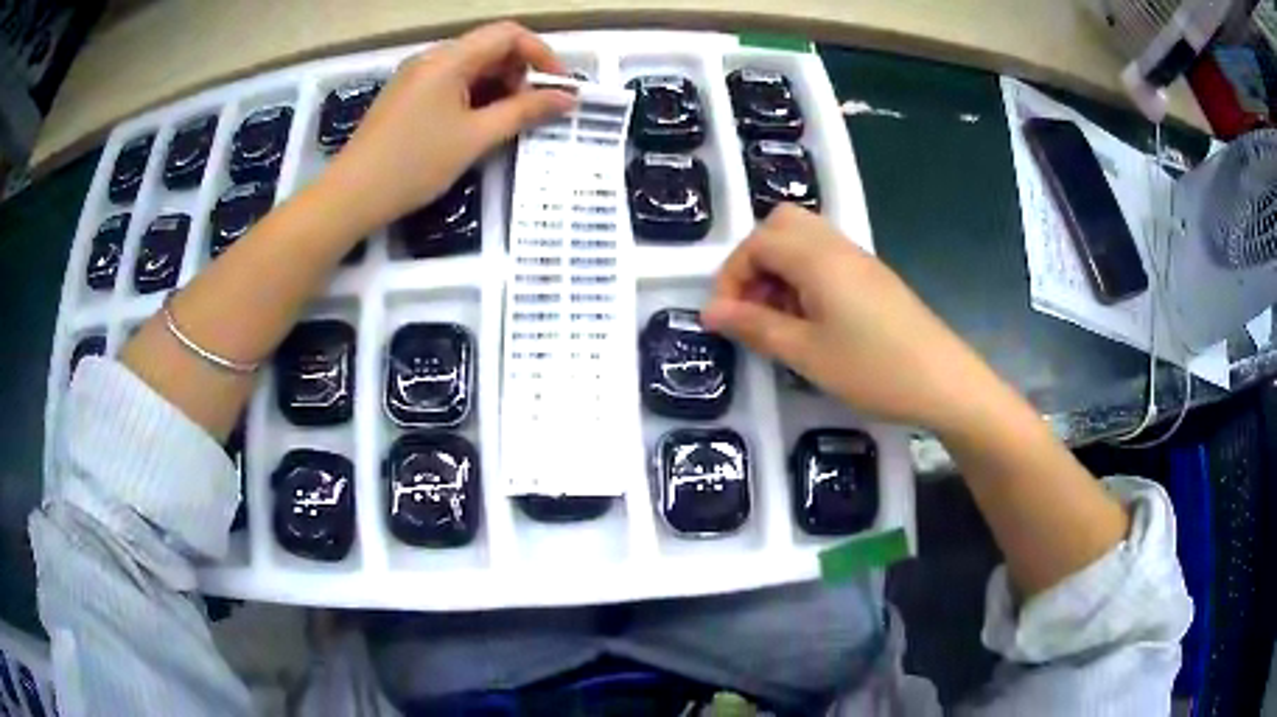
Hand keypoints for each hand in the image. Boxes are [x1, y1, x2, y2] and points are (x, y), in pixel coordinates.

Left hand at [323, 22, 573, 232]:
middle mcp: (432, 58)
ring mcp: (416, 76)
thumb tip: (567, 98)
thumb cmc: (414, 164)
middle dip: (519, 73)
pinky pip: (450, 83)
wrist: (350, 195)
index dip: (540, 53)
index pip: (508, 34)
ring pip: (470, 67)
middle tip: (530, 111)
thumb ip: (524, 112)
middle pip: (489, 47)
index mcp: (449, 59)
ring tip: (505, 123)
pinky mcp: (406, 95)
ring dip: (497, 87)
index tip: (557, 87)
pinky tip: (476, 126)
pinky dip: (473, 96)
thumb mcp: (476, 138)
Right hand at [703, 205, 995, 431]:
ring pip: (804, 239)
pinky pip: (826, 258)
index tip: (726, 318)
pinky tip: (812, 320)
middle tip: (753, 306)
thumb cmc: (873, 369)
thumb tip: (710, 312)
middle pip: (781, 224)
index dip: (731, 276)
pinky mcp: (873, 277)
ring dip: (780, 269)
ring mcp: (859, 259)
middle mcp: (837, 246)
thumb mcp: (807, 354)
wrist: (944, 382)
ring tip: (780, 318)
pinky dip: (804, 277)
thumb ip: (756, 327)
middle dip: (755, 260)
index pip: (756, 243)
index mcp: (817, 258)